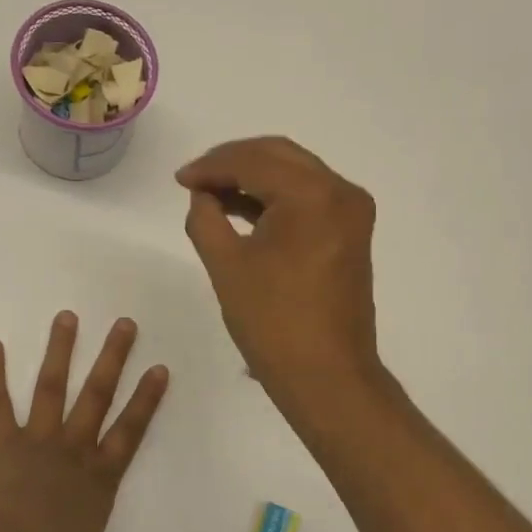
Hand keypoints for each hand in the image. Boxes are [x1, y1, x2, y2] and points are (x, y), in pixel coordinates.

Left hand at [0, 311, 168, 531]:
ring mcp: (37, 441)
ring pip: (52, 389)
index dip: (147, 401)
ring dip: (60, 352)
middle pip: (98, 397)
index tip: (160, 367)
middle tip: (124, 322)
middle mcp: (73, 450)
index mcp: (98, 478)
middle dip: (113, 359)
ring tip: (67, 315)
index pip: (131, 432)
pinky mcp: (1, 442)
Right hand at [177, 137, 380, 406]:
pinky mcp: (351, 232)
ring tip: (211, 193)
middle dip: (233, 162)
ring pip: (295, 173)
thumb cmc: (273, 323)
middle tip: (194, 179)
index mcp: (313, 195)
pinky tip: (242, 207)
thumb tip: (202, 195)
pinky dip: (275, 197)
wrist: (327, 376)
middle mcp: (341, 192)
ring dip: (253, 177)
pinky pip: (308, 197)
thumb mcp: (226, 265)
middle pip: (279, 155)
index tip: (179, 179)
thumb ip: (205, 218)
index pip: (254, 161)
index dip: (211, 166)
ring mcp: (351, 212)